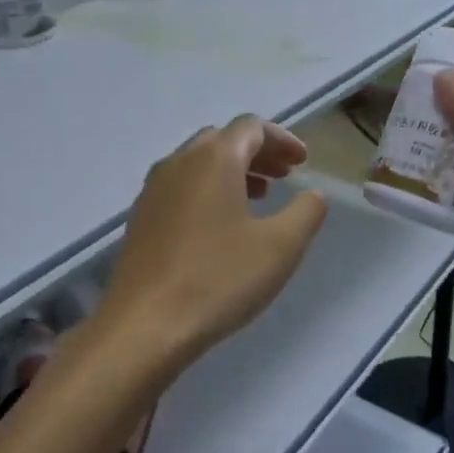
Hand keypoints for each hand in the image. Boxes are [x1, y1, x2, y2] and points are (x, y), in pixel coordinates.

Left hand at [99, 116, 328, 365]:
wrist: (145, 325)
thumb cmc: (219, 278)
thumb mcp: (281, 246)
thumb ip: (306, 212)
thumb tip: (313, 194)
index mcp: (213, 158)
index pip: (251, 127)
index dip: (282, 140)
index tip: (303, 162)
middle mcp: (178, 163)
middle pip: (222, 140)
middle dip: (257, 153)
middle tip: (283, 176)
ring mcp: (152, 190)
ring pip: (197, 164)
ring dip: (231, 172)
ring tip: (257, 198)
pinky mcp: (140, 219)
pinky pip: (179, 188)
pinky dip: (206, 191)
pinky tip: (219, 227)